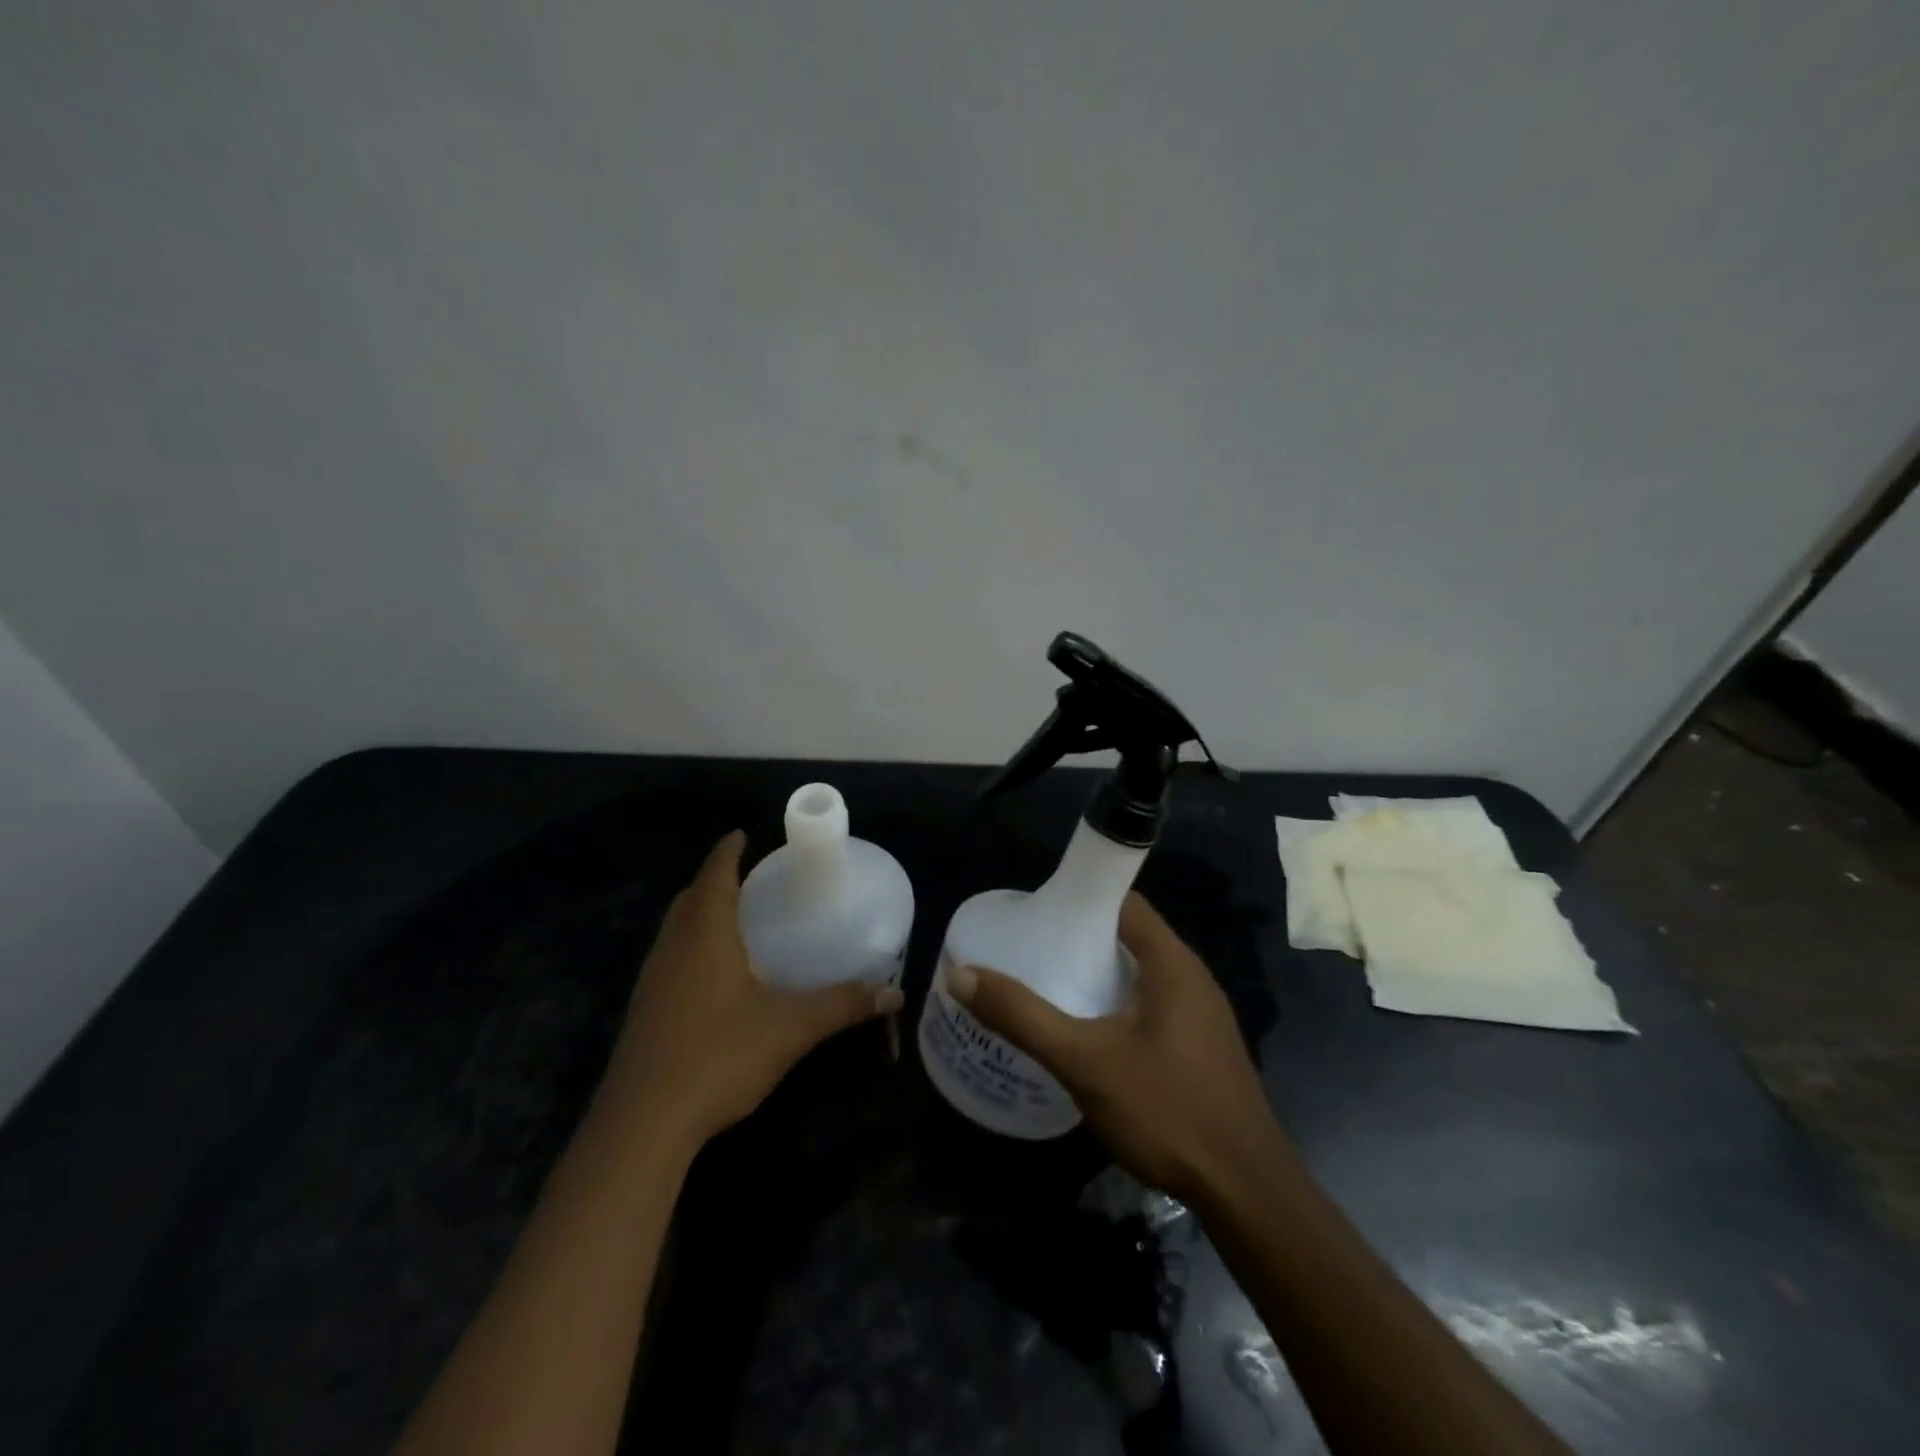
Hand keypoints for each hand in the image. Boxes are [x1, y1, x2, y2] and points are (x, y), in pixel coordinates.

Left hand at [605, 831, 902, 1149]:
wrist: (643, 1124)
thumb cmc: (719, 1056)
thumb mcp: (791, 1028)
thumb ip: (842, 1005)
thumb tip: (893, 992)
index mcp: (705, 933)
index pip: (715, 873)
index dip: (729, 850)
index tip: (744, 834)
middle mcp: (673, 946)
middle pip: (691, 897)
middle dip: (716, 880)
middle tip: (752, 878)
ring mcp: (652, 979)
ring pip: (676, 928)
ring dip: (701, 913)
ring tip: (737, 919)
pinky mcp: (644, 1010)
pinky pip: (670, 958)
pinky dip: (691, 946)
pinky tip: (715, 975)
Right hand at [947, 893, 1280, 1203]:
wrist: (1248, 1194)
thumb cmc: (1167, 1109)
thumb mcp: (1084, 1061)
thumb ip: (1022, 1016)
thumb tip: (961, 974)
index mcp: (1172, 962)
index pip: (1124, 902)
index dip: (1081, 900)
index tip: (1038, 914)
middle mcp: (1192, 979)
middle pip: (1129, 938)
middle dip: (1081, 942)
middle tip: (1032, 954)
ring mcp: (1202, 1017)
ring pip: (1141, 977)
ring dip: (1099, 978)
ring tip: (1049, 990)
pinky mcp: (1203, 1051)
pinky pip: (1153, 1009)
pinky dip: (1118, 1008)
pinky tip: (1089, 1038)